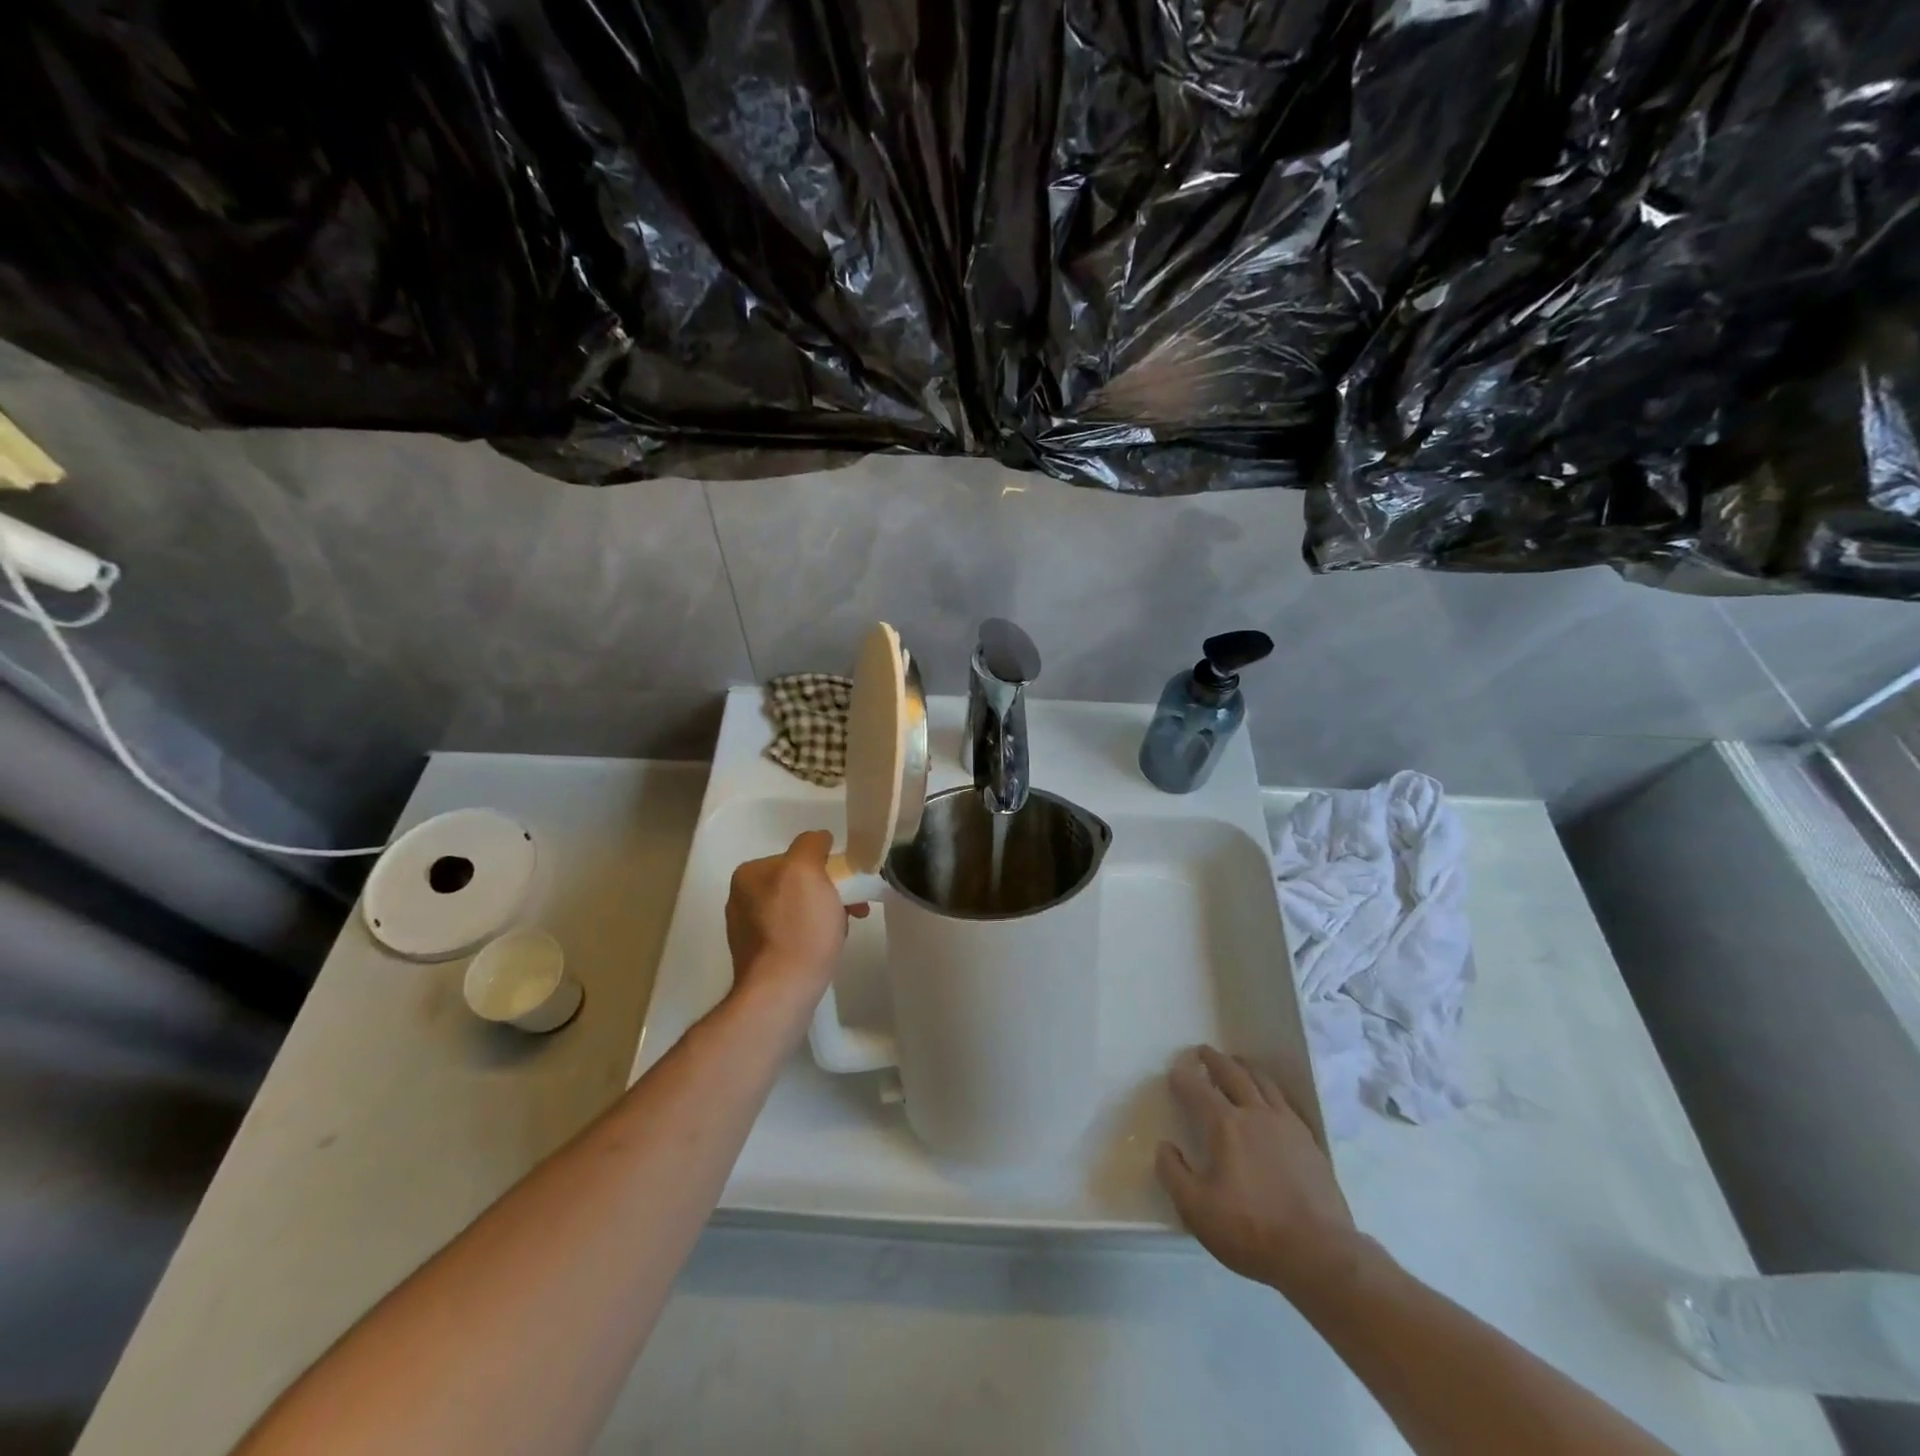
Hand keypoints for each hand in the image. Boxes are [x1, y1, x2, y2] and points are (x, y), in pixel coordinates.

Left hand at [724, 831, 867, 1005]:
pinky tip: (823, 950)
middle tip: (853, 911)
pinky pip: (792, 934)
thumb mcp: (806, 870)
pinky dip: (811, 937)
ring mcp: (747, 929)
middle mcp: (742, 898)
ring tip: (840, 933)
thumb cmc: (798, 928)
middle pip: (798, 884)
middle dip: (828, 893)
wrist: (781, 992)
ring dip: (823, 915)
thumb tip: (819, 839)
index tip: (847, 886)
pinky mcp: (758, 957)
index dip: (828, 868)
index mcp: (749, 874)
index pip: (798, 857)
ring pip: (798, 909)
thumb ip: (811, 844)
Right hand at [1156, 1046, 1366, 1302]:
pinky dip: (1270, 1090)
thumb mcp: (1196, 1209)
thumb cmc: (1251, 1230)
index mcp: (1225, 1125)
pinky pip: (1285, 1102)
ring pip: (1263, 1082)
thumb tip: (1164, 1147)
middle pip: (1233, 1074)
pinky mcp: (1310, 1142)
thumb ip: (1173, 1174)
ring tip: (1237, 1063)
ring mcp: (1287, 1125)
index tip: (1175, 1072)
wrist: (1319, 1254)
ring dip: (1245, 1068)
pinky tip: (1270, 1099)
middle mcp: (1256, 1114)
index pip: (1198, 1089)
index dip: (1183, 1078)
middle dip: (1215, 1060)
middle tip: (1203, 1051)